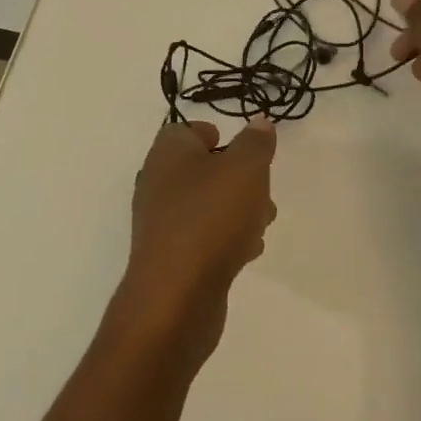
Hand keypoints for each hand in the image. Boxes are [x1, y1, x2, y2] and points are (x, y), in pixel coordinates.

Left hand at [113, 117, 277, 363]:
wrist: (176, 297)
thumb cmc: (210, 218)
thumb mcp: (245, 169)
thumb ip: (255, 143)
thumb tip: (258, 123)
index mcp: (168, 154)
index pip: (184, 131)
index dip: (213, 134)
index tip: (241, 147)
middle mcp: (158, 185)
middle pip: (201, 169)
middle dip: (237, 177)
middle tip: (261, 188)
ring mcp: (163, 224)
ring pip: (207, 205)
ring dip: (238, 210)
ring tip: (262, 222)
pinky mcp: (172, 258)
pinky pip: (204, 238)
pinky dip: (226, 240)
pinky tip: (247, 252)